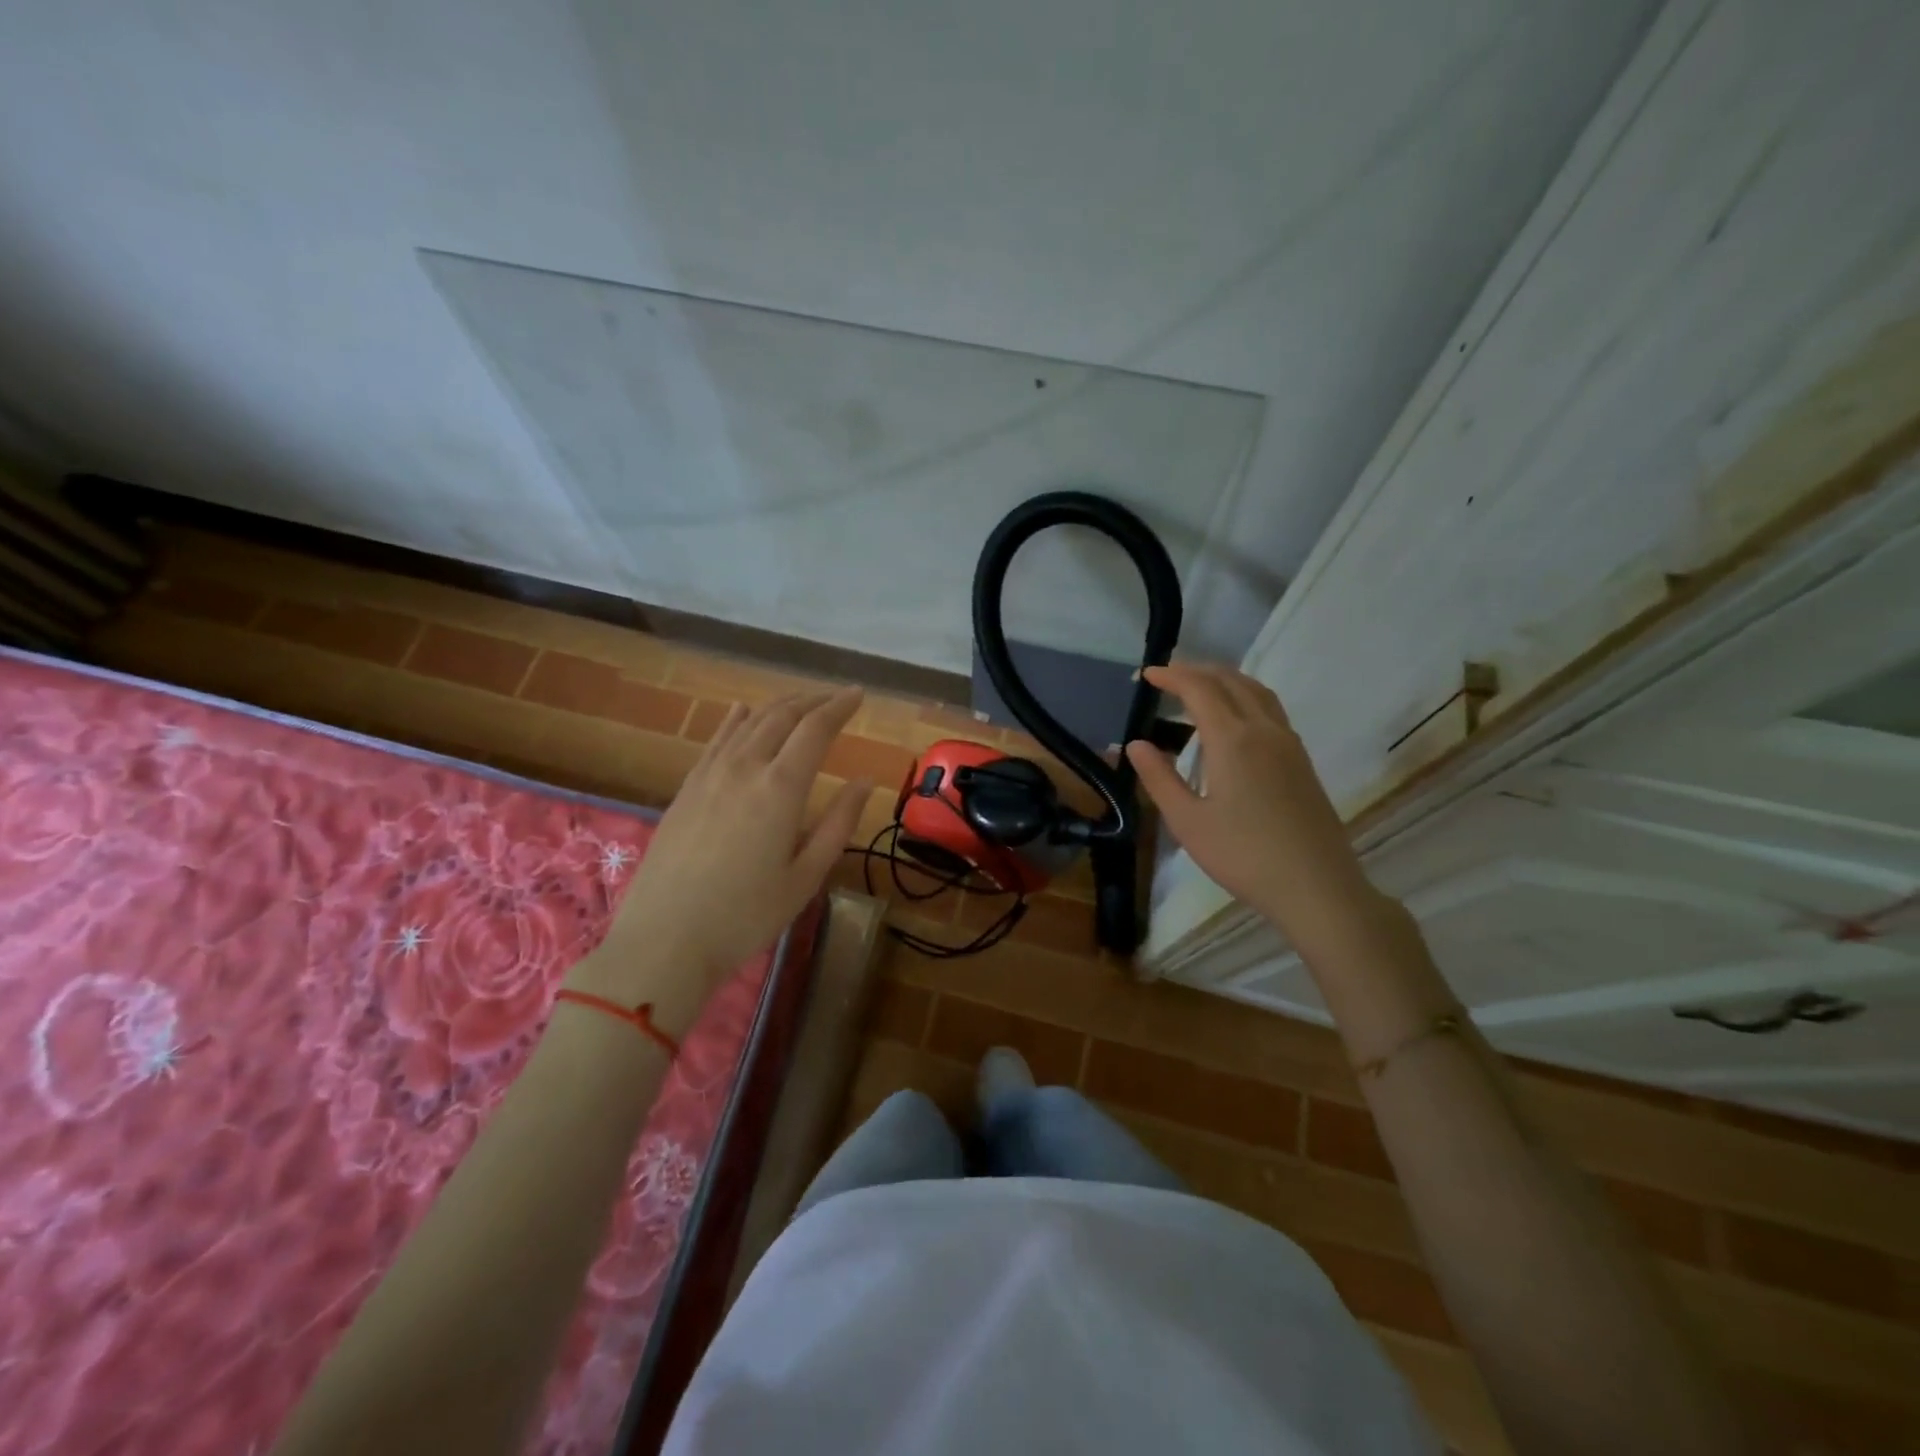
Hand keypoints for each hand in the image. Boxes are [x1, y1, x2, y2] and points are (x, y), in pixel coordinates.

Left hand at [567, 688, 870, 1032]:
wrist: (664, 940)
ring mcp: (709, 775)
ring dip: (779, 706)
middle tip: (836, 697)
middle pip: (782, 716)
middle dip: (813, 700)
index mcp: (780, 788)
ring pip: (748, 722)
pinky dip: (735, 720)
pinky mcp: (686, 789)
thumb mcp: (805, 877)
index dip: (840, 706)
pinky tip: (742, 711)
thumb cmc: (746, 915)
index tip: (859, 694)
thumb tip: (865, 782)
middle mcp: (744, 768)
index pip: (816, 729)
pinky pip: (715, 740)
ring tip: (801, 703)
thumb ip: (839, 824)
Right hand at [1125, 663, 1381, 948]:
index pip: (1199, 689)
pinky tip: (1234, 718)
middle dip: (1196, 670)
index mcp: (1233, 740)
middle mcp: (1263, 730)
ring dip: (1225, 678)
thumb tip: (1135, 745)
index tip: (1146, 675)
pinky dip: (1245, 696)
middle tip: (1167, 675)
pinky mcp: (1301, 760)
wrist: (1316, 886)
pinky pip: (1270, 709)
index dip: (1171, 676)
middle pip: (1230, 680)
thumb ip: (1159, 778)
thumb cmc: (1243, 855)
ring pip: (1256, 691)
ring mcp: (1288, 743)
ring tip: (1199, 685)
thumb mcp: (1187, 822)